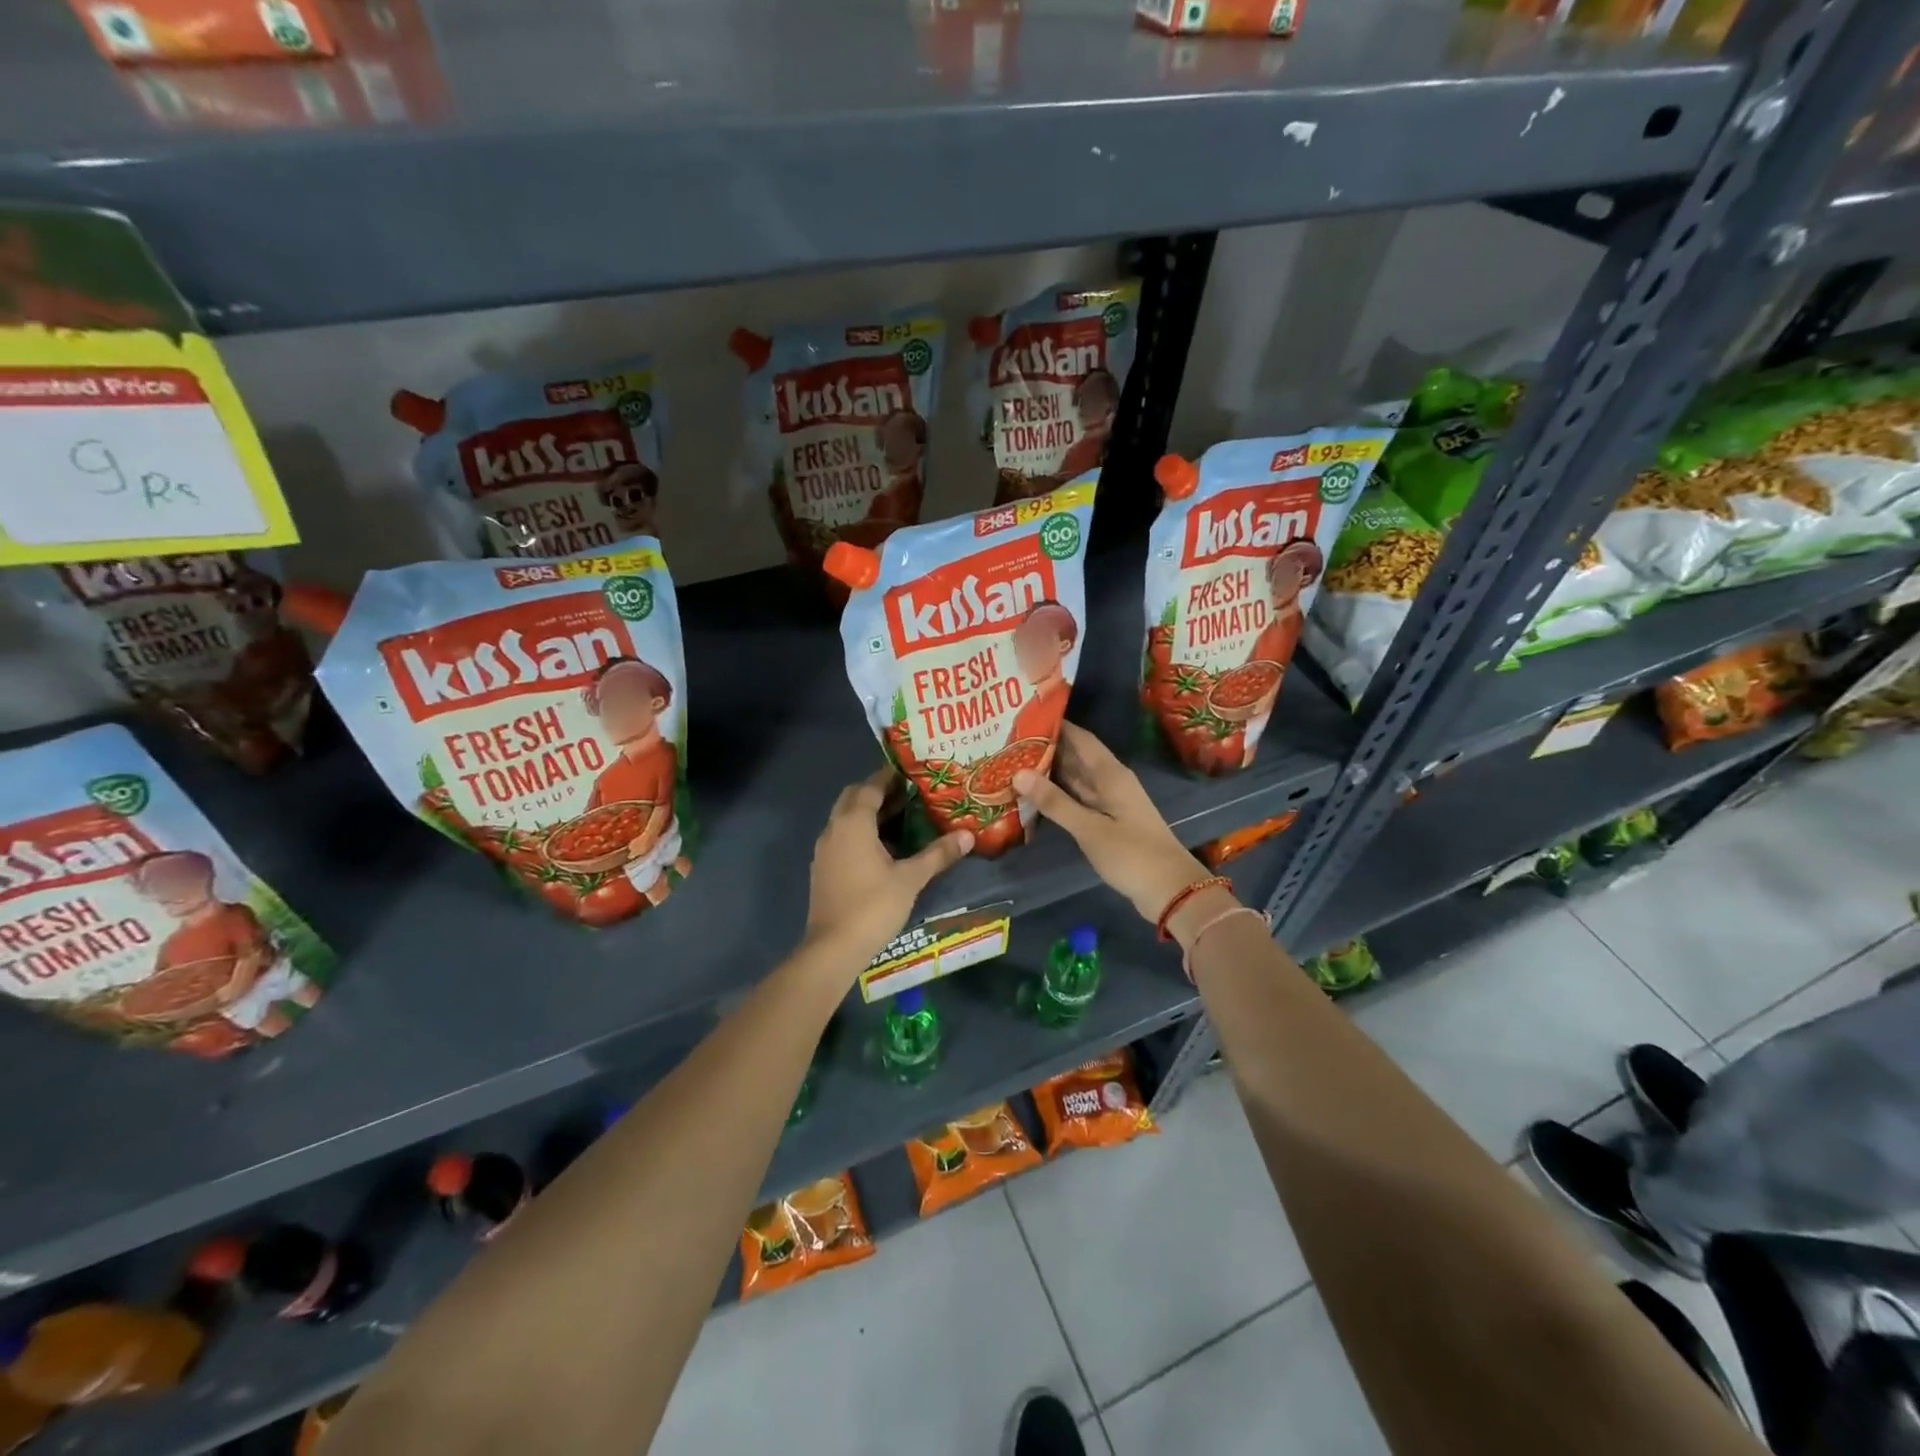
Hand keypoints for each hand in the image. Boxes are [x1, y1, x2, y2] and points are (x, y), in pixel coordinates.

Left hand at [801, 768, 973, 968]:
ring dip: (868, 812)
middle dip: (877, 791)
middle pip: (853, 797)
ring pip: (845, 818)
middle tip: (908, 795)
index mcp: (853, 822)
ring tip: (901, 818)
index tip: (912, 773)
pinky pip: (841, 836)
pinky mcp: (822, 868)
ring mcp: (824, 849)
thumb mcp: (911, 878)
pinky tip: (882, 848)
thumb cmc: (873, 906)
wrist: (833, 948)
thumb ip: (938, 854)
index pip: (871, 786)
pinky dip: (859, 832)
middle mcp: (834, 828)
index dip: (890, 777)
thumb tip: (968, 835)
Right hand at [1014, 722, 1210, 922]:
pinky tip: (1036, 796)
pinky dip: (1059, 795)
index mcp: (1111, 774)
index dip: (1056, 726)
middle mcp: (1111, 781)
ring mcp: (1111, 802)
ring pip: (1077, 779)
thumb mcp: (1089, 828)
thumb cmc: (1132, 854)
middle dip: (1047, 748)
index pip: (1081, 738)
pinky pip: (1079, 799)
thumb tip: (1018, 773)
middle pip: (1077, 757)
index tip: (1025, 717)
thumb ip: (1054, 802)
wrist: (1170, 890)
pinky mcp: (1109, 822)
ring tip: (1015, 764)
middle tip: (1010, 742)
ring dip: (1051, 773)